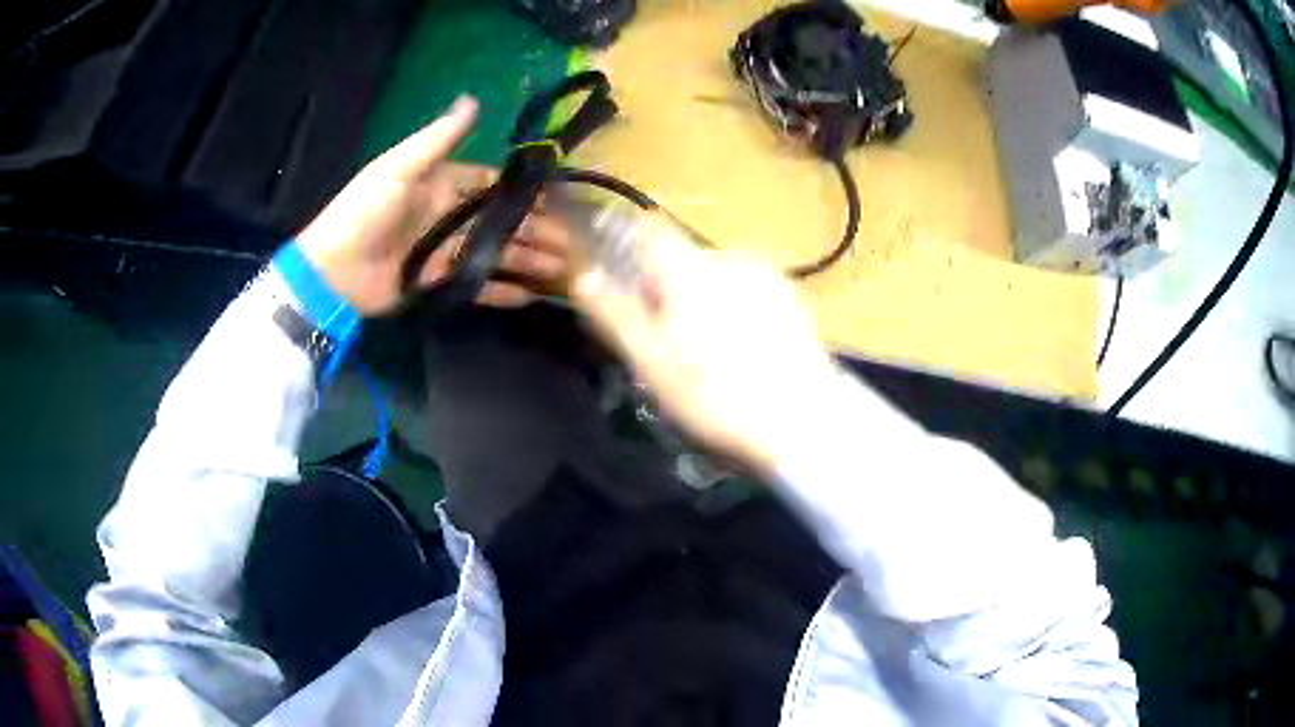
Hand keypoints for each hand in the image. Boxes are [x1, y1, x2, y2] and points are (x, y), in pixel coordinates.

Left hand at [297, 96, 570, 314]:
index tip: (556, 200)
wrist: (332, 270)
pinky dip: (502, 292)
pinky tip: (532, 297)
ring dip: (528, 260)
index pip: (491, 185)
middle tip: (570, 244)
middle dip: (534, 230)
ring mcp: (445, 252)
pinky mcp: (438, 283)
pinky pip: (477, 286)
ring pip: (496, 253)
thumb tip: (473, 100)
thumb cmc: (364, 212)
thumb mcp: (398, 168)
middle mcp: (449, 216)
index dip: (521, 191)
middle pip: (500, 222)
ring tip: (562, 270)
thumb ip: (437, 139)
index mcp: (442, 185)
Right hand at [571, 217, 840, 474]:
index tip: (618, 276)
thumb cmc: (715, 394)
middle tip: (664, 339)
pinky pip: (746, 290)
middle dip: (665, 288)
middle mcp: (730, 257)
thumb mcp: (651, 361)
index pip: (647, 229)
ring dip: (700, 300)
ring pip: (714, 276)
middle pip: (681, 258)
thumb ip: (615, 312)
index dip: (624, 244)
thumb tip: (584, 273)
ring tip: (708, 352)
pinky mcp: (791, 296)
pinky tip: (742, 350)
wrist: (802, 419)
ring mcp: (766, 274)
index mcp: (691, 267)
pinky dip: (733, 308)